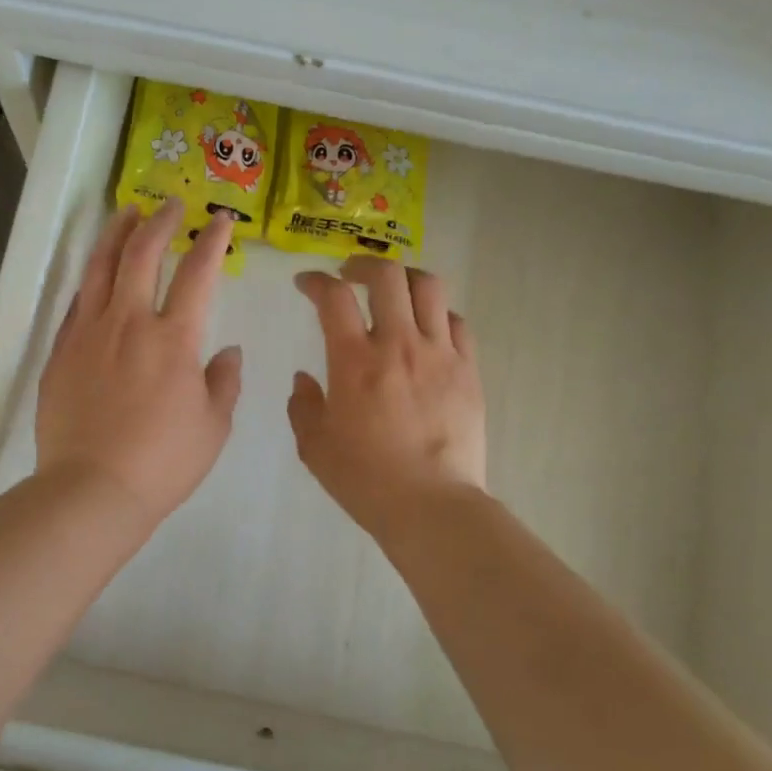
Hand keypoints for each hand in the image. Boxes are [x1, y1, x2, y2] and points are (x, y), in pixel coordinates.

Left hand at [36, 205, 242, 526]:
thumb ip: (224, 382)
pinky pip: (76, 303)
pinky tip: (95, 273)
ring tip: (126, 213)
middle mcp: (129, 322)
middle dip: (160, 221)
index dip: (212, 240)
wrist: (91, 489)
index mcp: (174, 339)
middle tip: (171, 204)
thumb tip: (229, 351)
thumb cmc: (162, 463)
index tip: (219, 220)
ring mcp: (89, 333)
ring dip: (116, 234)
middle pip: (142, 253)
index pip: (198, 273)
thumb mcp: (213, 427)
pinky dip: (90, 279)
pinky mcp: (61, 351)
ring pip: (101, 267)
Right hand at [289, 258, 487, 544]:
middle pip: (386, 275)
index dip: (316, 281)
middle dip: (363, 264)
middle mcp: (398, 344)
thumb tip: (304, 379)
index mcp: (354, 361)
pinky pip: (457, 322)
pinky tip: (426, 328)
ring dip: (404, 278)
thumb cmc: (365, 479)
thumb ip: (303, 405)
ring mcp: (439, 354)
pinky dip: (437, 314)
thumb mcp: (314, 446)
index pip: (334, 297)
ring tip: (392, 290)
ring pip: (428, 287)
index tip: (306, 284)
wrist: (431, 506)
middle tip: (350, 274)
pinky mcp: (468, 370)